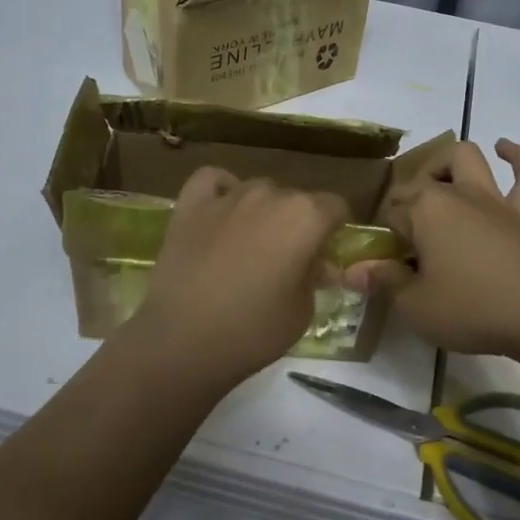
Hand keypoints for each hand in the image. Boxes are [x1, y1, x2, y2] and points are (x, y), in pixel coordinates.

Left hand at [123, 167, 346, 391]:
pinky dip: (221, 189)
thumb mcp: (302, 311)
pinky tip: (221, 211)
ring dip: (262, 210)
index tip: (325, 254)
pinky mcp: (191, 205)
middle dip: (297, 224)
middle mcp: (270, 195)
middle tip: (287, 260)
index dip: (334, 230)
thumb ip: (314, 277)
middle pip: (295, 199)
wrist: (183, 340)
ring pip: (257, 190)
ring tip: (250, 244)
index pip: (335, 207)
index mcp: (306, 217)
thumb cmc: (254, 330)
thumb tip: (317, 265)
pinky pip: (213, 180)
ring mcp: (228, 196)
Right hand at [344, 139, 519, 358]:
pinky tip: (505, 149)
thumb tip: (352, 271)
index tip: (384, 265)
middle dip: (406, 199)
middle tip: (406, 235)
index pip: (390, 214)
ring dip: (449, 163)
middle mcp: (456, 194)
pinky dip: (517, 157)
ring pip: (468, 159)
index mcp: (424, 211)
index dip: (384, 238)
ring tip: (440, 179)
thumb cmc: (472, 308)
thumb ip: (384, 281)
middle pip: (421, 181)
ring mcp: (494, 200)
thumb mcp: (415, 305)